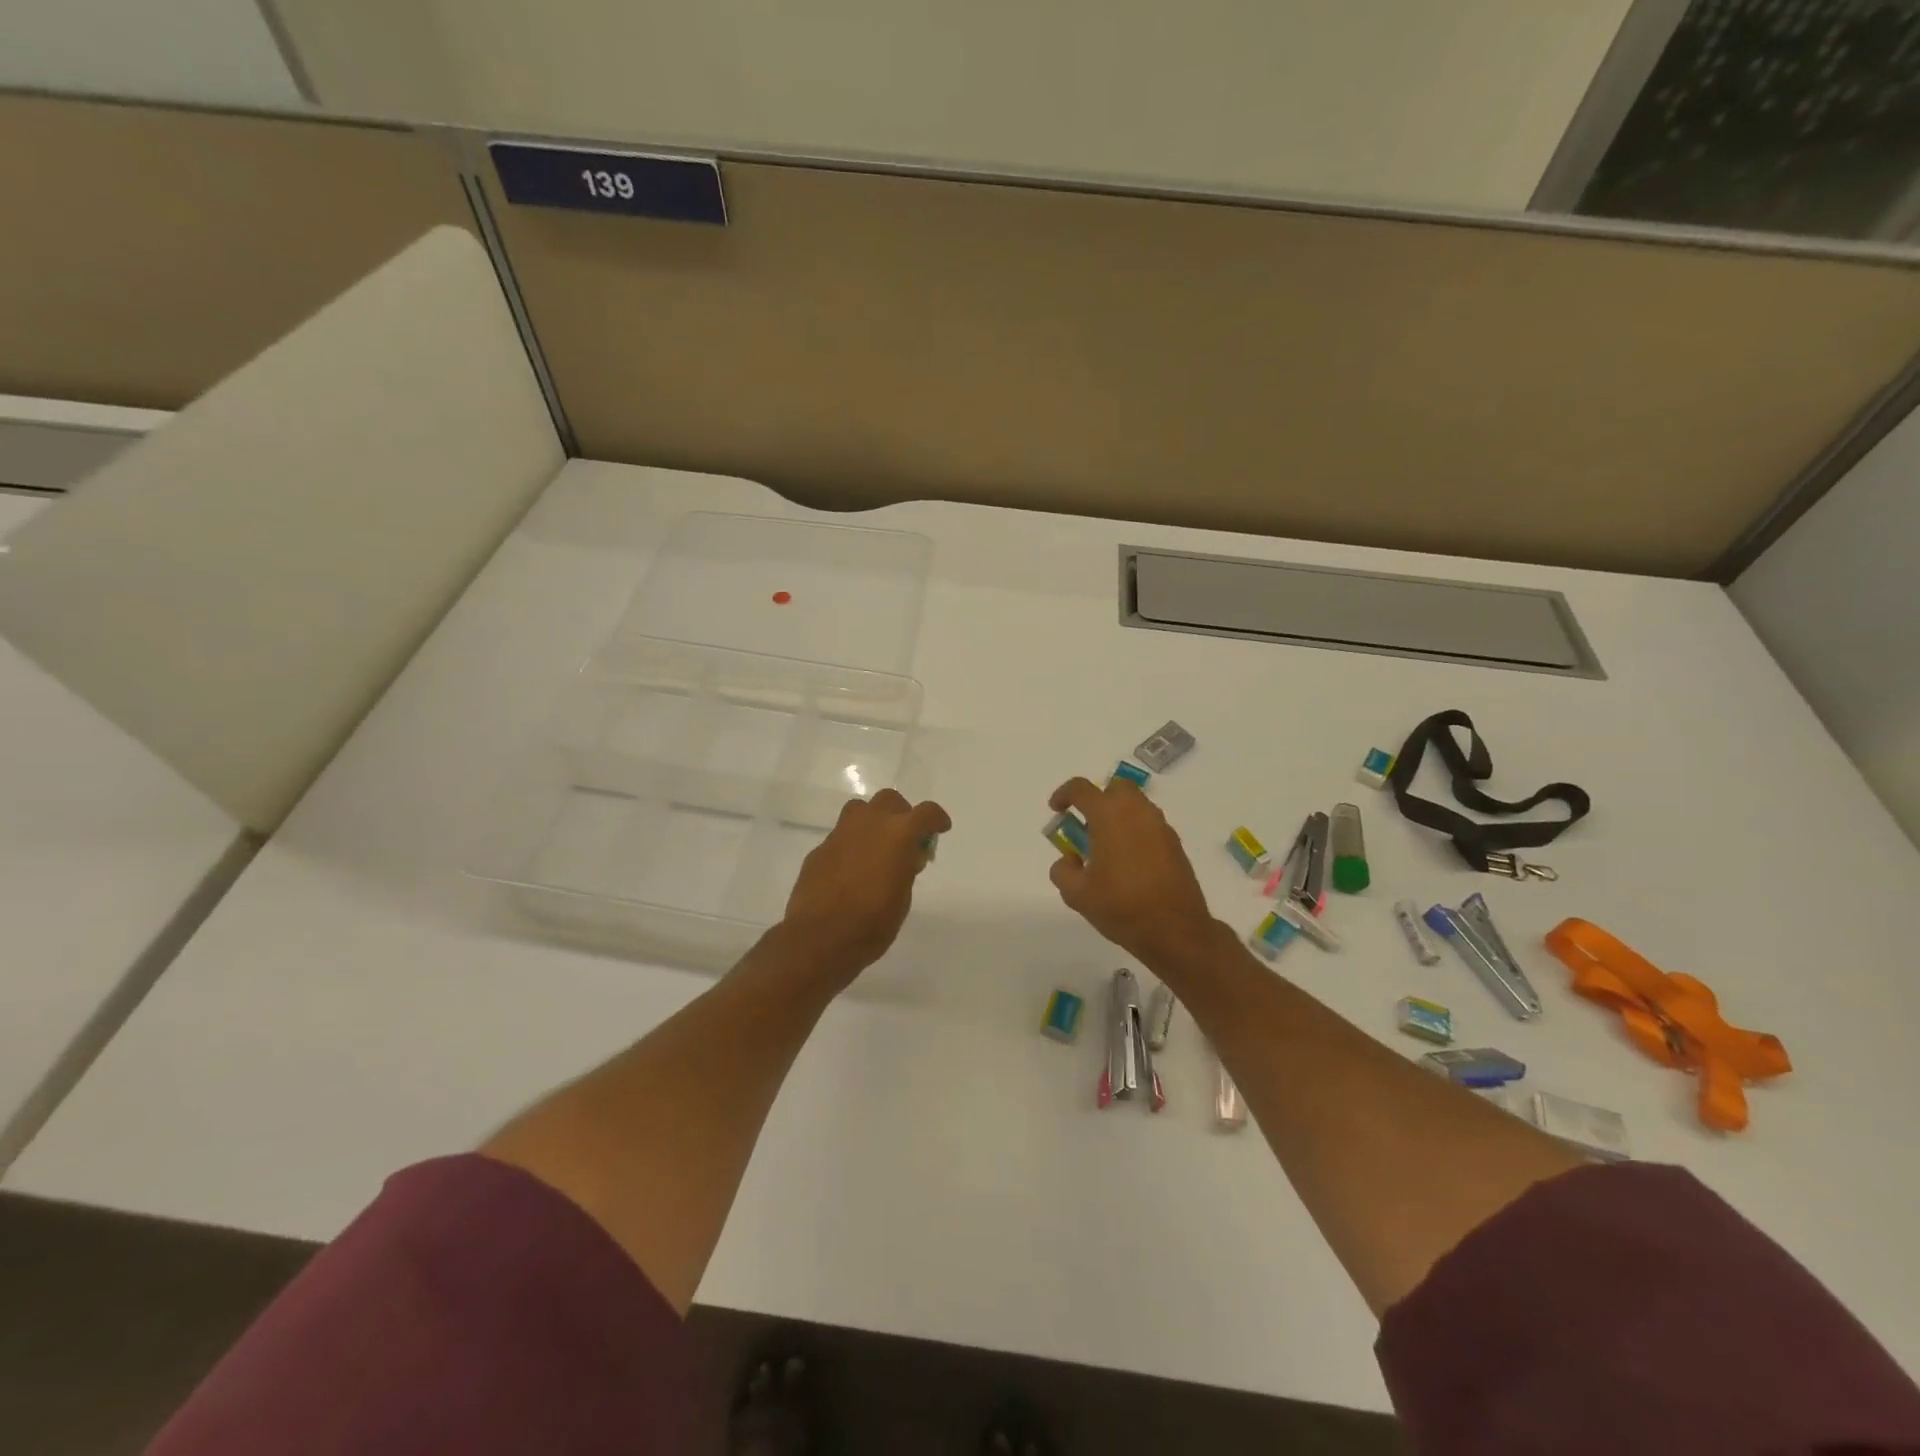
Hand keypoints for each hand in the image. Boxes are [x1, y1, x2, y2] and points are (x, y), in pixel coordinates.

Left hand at [781, 789, 951, 986]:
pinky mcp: (820, 849)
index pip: (926, 813)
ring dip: (873, 820)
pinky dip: (852, 844)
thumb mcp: (902, 898)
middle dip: (902, 814)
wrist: (819, 938)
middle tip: (905, 839)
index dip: (936, 819)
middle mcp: (869, 824)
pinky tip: (851, 869)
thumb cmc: (872, 923)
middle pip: (890, 800)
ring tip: (877, 847)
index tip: (940, 828)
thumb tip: (905, 857)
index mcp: (898, 834)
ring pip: (860, 809)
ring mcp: (840, 833)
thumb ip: (906, 869)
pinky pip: (841, 836)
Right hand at [1046, 777, 1221, 971]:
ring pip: (1136, 805)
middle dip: (1098, 799)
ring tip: (1106, 847)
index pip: (1081, 789)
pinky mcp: (1175, 844)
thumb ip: (1063, 871)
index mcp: (1109, 815)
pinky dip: (1135, 832)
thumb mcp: (1077, 894)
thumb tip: (1069, 860)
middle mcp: (1137, 812)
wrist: (1175, 930)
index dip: (1064, 794)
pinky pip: (1150, 825)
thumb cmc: (1121, 906)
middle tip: (1086, 825)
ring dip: (1118, 816)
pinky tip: (1129, 862)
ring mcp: (1160, 826)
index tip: (1056, 809)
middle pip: (1116, 788)